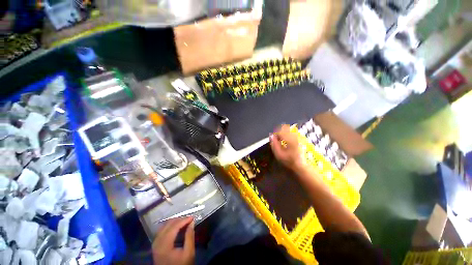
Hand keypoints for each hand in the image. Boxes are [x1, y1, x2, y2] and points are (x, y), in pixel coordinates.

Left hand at [152, 217, 194, 264]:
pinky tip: (176, 227)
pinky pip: (162, 230)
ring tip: (184, 222)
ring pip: (164, 226)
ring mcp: (155, 244)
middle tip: (189, 220)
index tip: (193, 217)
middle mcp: (157, 242)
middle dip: (180, 220)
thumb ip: (190, 236)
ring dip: (174, 222)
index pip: (174, 227)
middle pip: (168, 225)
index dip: (184, 220)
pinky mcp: (155, 245)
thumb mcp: (189, 253)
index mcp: (164, 245)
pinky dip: (169, 226)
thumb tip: (192, 222)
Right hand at [270, 124, 304, 170]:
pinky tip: (286, 139)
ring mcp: (298, 137)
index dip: (275, 134)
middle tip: (277, 138)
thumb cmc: (288, 161)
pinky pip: (292, 132)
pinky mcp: (300, 138)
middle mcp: (295, 137)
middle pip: (285, 128)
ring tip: (281, 139)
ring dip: (283, 132)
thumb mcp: (278, 154)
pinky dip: (287, 133)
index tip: (273, 138)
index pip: (280, 131)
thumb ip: (274, 144)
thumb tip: (271, 135)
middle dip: (279, 132)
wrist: (299, 165)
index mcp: (290, 140)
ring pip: (288, 129)